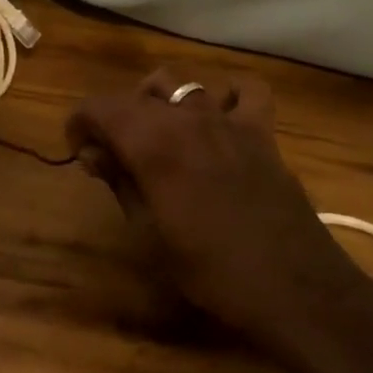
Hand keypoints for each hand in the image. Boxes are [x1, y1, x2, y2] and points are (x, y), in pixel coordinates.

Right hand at [67, 69, 372, 359]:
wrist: (293, 288)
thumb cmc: (211, 271)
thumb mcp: (148, 234)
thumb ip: (120, 182)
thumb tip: (95, 152)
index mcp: (153, 143)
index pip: (101, 107)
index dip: (81, 123)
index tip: (79, 151)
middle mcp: (187, 118)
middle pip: (139, 94)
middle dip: (118, 116)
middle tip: (116, 154)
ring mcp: (228, 120)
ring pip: (183, 84)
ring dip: (163, 102)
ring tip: (162, 135)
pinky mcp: (261, 131)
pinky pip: (245, 91)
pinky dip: (228, 96)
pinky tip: (220, 119)